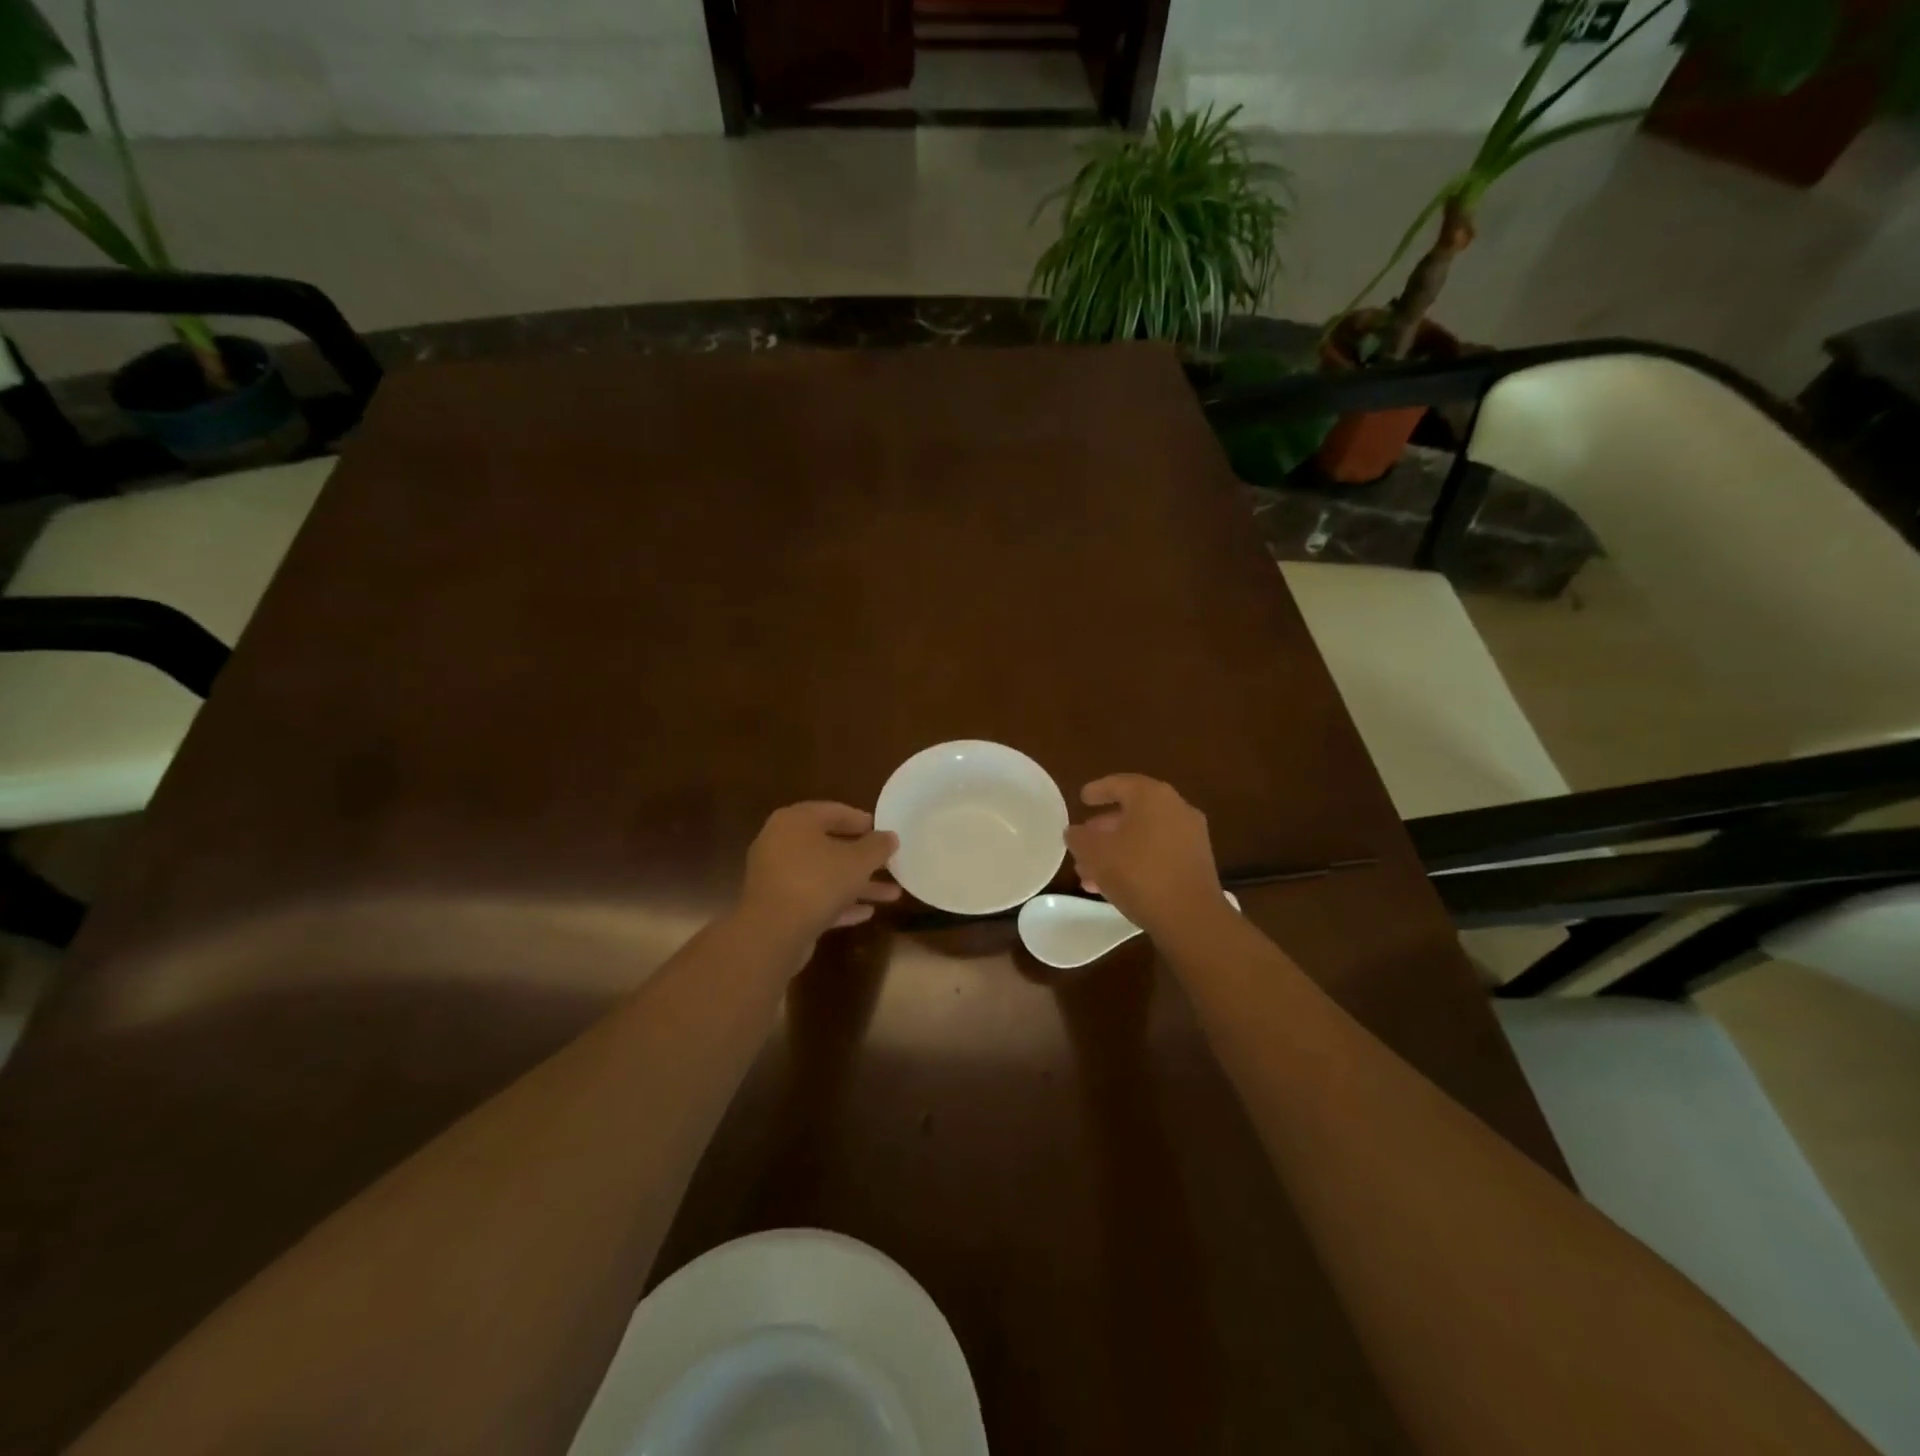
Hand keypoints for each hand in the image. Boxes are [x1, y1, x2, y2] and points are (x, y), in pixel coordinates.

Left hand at [736, 802, 900, 954]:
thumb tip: (890, 837)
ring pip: (824, 875)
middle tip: (888, 862)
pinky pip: (814, 898)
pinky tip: (866, 913)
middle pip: (828, 845)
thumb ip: (878, 846)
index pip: (833, 811)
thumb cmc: (817, 882)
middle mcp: (781, 843)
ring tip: (892, 894)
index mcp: (795, 821)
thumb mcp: (858, 861)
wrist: (772, 933)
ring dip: (856, 884)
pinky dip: (839, 903)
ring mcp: (777, 876)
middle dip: (863, 858)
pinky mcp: (778, 906)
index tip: (883, 830)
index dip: (861, 820)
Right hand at [1064, 775, 1224, 939]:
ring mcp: (1190, 836)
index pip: (1119, 784)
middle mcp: (1176, 809)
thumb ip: (1079, 838)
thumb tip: (1074, 832)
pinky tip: (1114, 885)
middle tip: (1083, 841)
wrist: (1191, 917)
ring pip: (1144, 836)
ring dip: (1116, 850)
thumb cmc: (1138, 873)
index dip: (1097, 790)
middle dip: (1104, 828)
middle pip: (1133, 812)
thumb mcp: (1095, 854)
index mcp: (1152, 796)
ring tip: (1090, 872)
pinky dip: (1136, 861)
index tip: (1082, 799)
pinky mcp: (1196, 863)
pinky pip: (1158, 853)